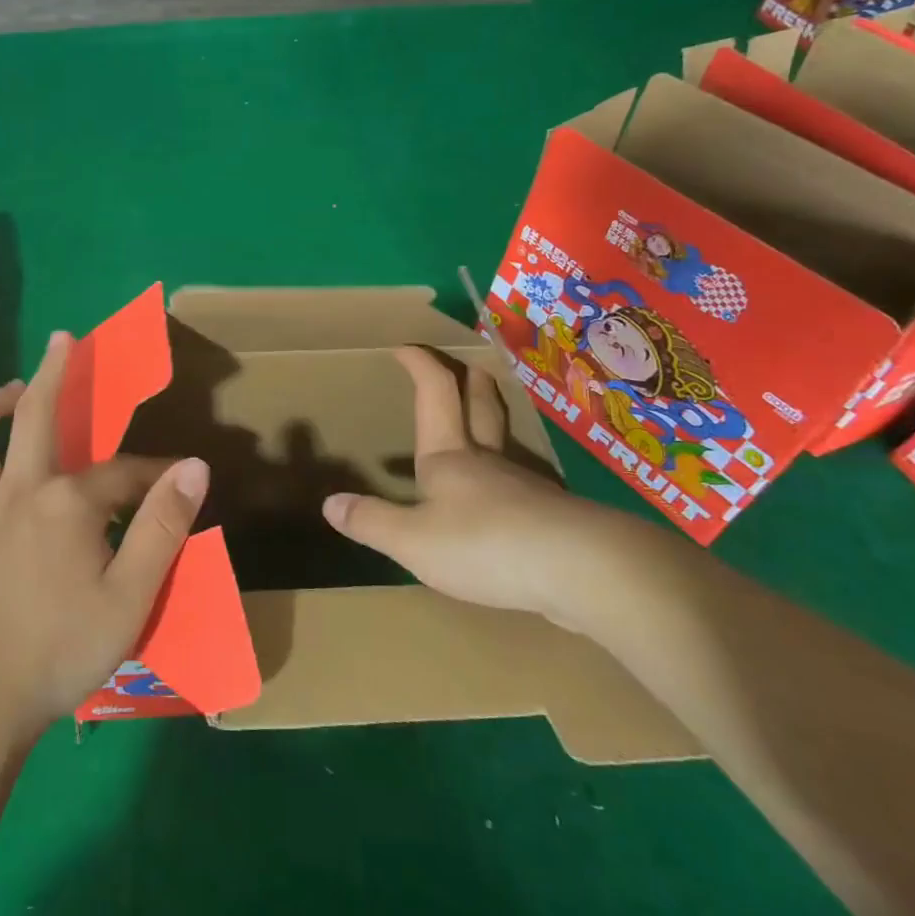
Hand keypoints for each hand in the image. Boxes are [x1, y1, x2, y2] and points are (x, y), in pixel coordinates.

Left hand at [0, 331, 209, 745]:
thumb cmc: (57, 653)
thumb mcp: (131, 597)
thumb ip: (162, 527)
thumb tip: (195, 467)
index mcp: (66, 504)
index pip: (122, 473)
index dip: (154, 473)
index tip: (178, 480)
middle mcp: (15, 493)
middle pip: (35, 417)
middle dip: (55, 373)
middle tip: (62, 340)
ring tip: (5, 394)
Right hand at [321, 346, 641, 623]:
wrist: (584, 570)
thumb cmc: (485, 544)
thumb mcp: (413, 541)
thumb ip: (372, 522)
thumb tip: (330, 503)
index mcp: (449, 457)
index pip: (434, 393)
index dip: (420, 364)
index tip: (406, 345)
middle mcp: (487, 461)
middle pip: (480, 406)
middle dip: (468, 381)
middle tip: (465, 364)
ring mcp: (525, 488)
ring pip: (504, 445)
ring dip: (490, 425)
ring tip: (479, 431)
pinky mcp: (553, 519)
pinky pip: (522, 489)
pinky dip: (508, 482)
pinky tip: (505, 505)